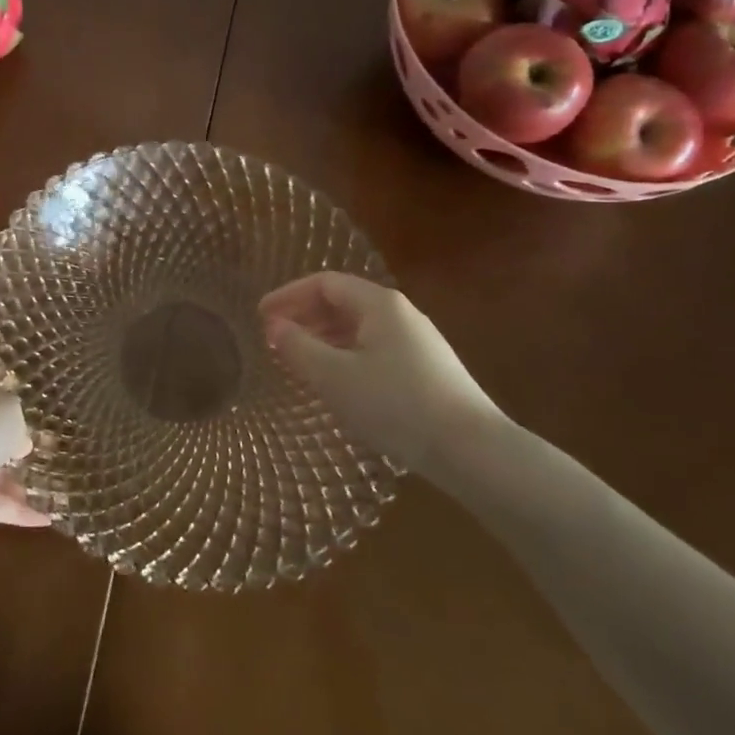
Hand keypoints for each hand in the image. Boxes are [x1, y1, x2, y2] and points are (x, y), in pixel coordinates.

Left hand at [0, 356, 49, 531]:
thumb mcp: (12, 412)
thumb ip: (19, 425)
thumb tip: (19, 443)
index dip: (0, 380)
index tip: (23, 389)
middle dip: (11, 438)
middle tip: (44, 447)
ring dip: (14, 480)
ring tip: (50, 489)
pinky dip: (12, 510)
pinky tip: (43, 520)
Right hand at [259, 272, 502, 474]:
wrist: (473, 451)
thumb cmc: (396, 405)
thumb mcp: (335, 377)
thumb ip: (298, 347)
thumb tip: (274, 326)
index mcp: (378, 304)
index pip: (324, 283)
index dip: (288, 295)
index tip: (260, 316)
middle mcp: (400, 313)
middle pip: (342, 302)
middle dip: (305, 317)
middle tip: (275, 339)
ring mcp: (418, 341)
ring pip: (359, 328)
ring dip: (324, 338)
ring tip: (299, 361)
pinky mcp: (428, 369)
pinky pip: (374, 348)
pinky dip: (346, 355)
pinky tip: (338, 382)